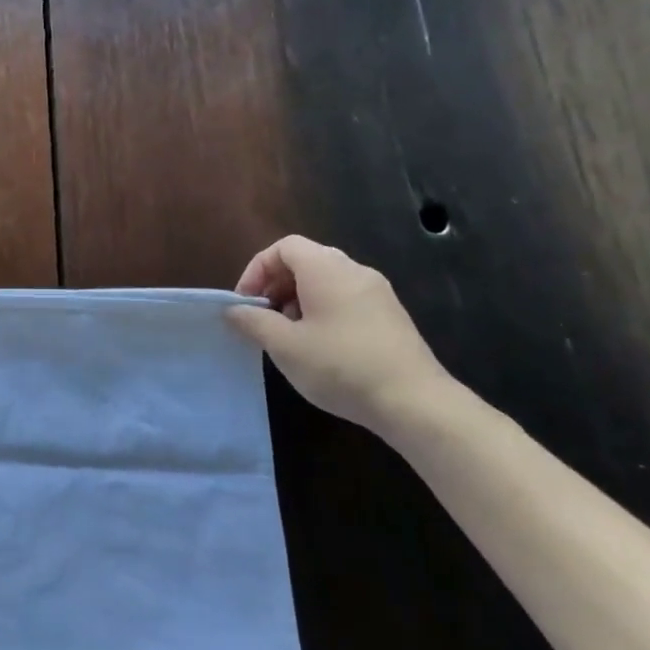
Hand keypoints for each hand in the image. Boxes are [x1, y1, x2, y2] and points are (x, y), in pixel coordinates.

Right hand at [228, 235, 452, 434]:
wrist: (415, 402)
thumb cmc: (340, 366)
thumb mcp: (285, 346)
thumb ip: (254, 322)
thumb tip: (234, 310)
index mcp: (327, 269)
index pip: (284, 247)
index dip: (257, 269)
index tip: (246, 302)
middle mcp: (354, 270)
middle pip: (306, 260)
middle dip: (277, 285)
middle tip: (263, 317)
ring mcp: (377, 292)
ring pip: (327, 280)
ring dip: (298, 299)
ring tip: (289, 334)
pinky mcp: (391, 316)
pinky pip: (346, 298)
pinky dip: (323, 310)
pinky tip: (320, 346)